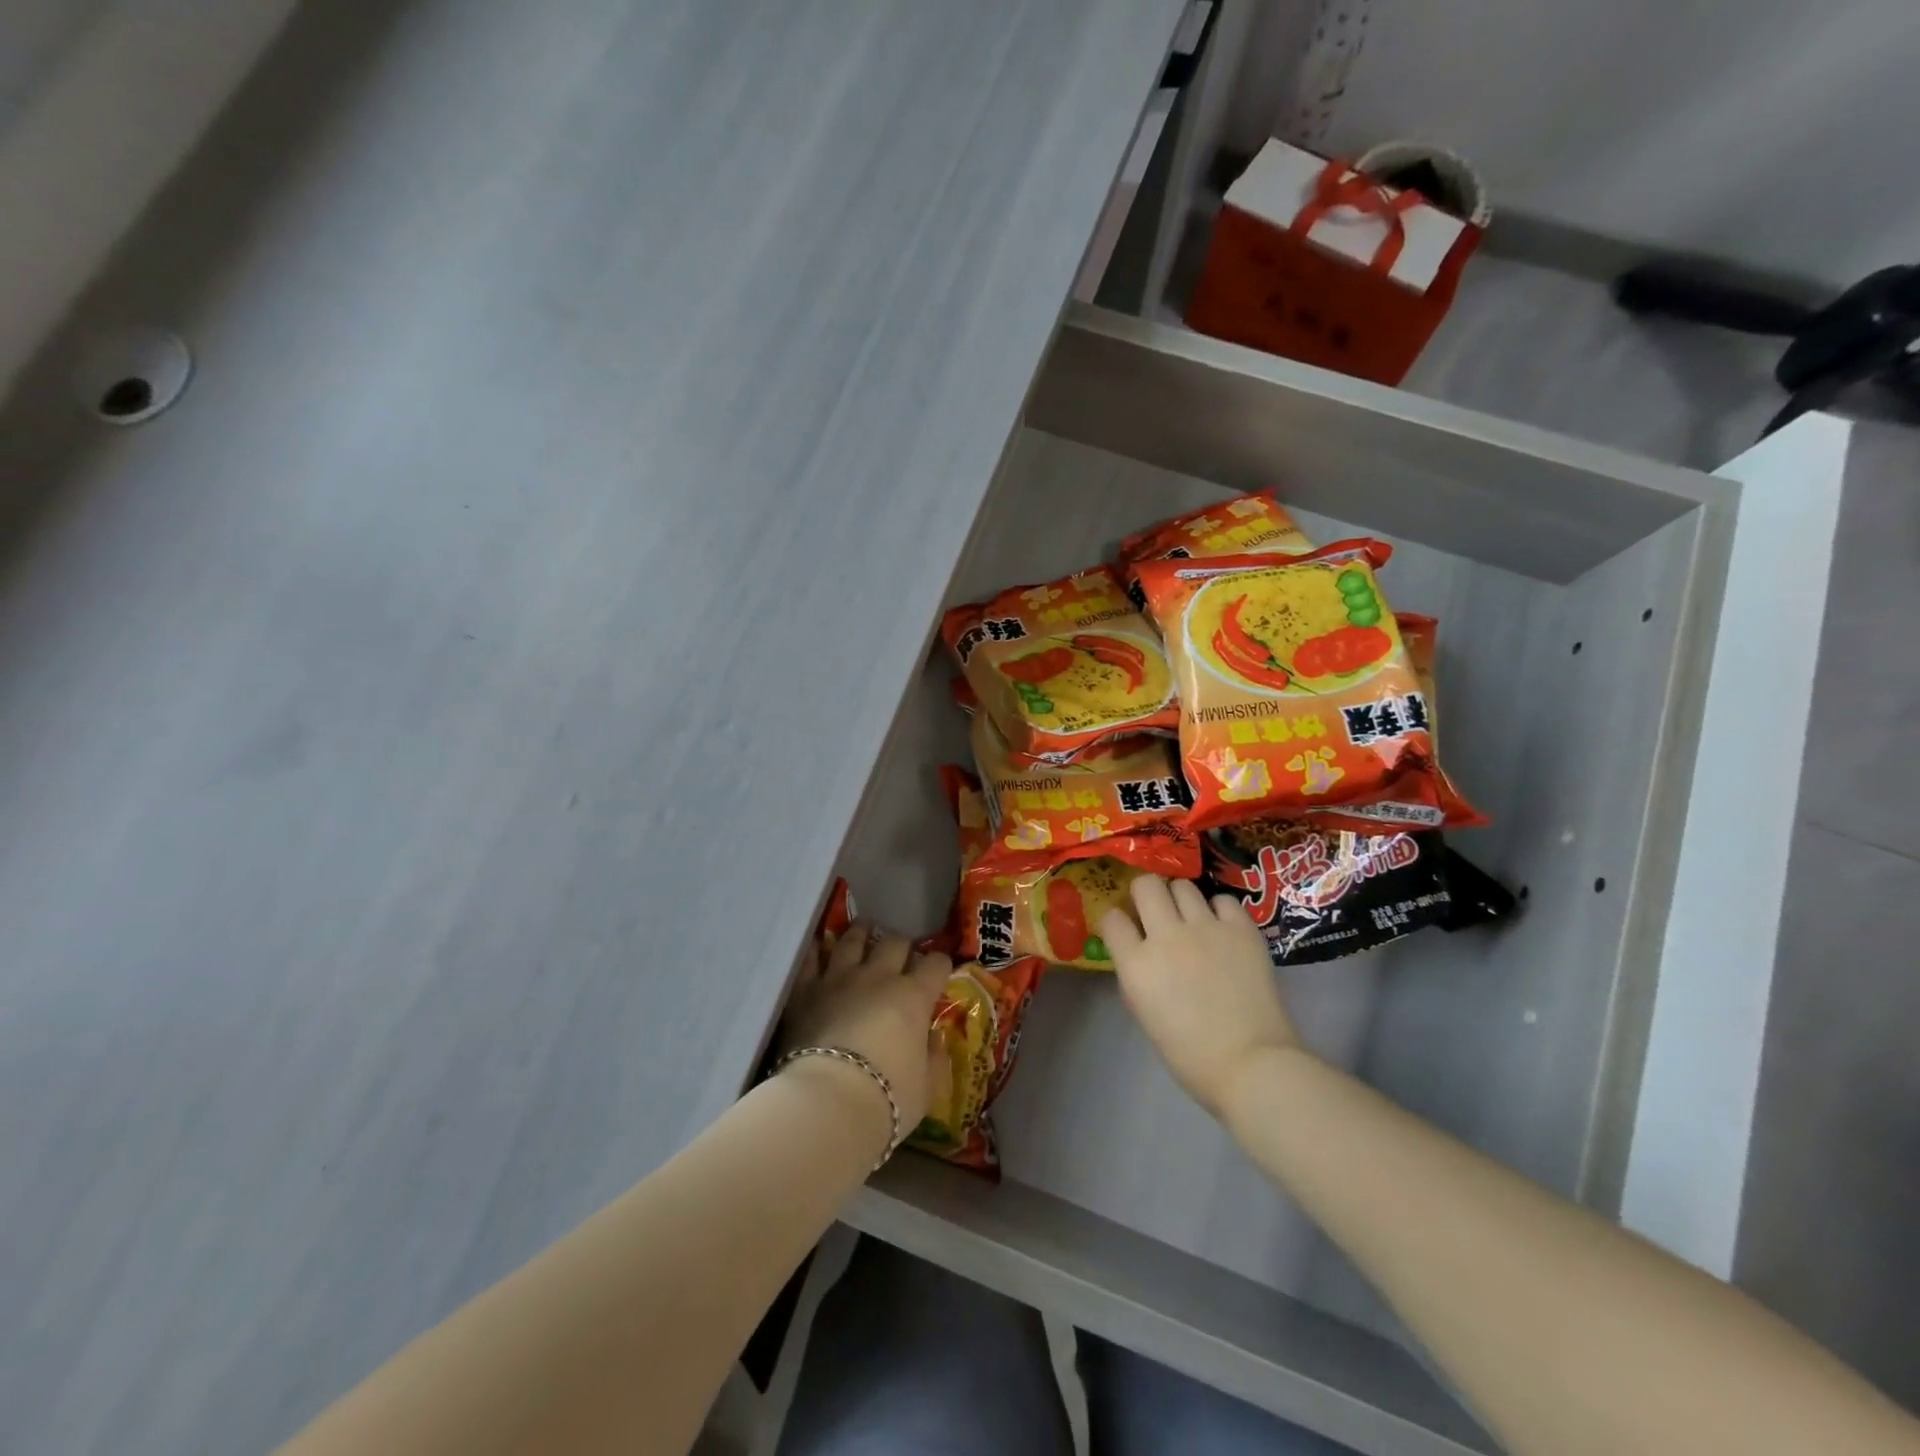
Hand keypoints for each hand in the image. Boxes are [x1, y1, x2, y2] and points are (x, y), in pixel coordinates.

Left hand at [778, 921, 950, 1144]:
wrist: (828, 1104)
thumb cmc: (887, 1099)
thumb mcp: (928, 1086)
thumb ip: (933, 1056)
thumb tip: (934, 1038)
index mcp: (913, 997)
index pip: (935, 964)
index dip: (940, 965)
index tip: (939, 971)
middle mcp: (879, 977)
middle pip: (895, 942)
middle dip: (902, 946)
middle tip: (900, 955)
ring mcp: (839, 978)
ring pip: (853, 939)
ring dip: (862, 933)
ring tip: (864, 931)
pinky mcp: (806, 990)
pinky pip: (811, 958)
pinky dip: (818, 949)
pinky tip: (820, 946)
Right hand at [1099, 876, 1299, 1117]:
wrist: (1253, 1065)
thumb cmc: (1191, 1055)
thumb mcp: (1146, 1015)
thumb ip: (1137, 978)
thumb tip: (1139, 956)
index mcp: (1137, 964)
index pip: (1112, 919)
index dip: (1117, 921)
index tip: (1125, 929)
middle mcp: (1167, 936)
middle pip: (1146, 885)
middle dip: (1146, 894)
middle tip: (1155, 911)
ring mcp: (1206, 928)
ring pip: (1183, 886)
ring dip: (1180, 899)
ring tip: (1190, 918)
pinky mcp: (1241, 929)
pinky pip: (1223, 900)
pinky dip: (1218, 910)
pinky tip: (1222, 928)